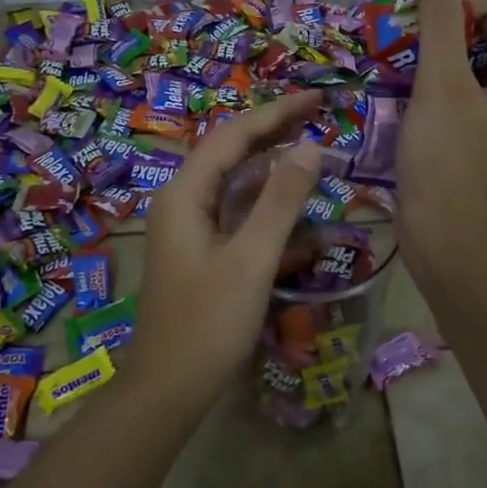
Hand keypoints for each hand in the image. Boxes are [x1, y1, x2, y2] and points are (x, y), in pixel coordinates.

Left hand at [127, 91, 326, 398]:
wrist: (167, 389)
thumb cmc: (208, 323)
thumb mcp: (252, 259)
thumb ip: (281, 200)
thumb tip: (311, 146)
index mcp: (185, 193)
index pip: (234, 136)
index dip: (277, 113)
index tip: (318, 98)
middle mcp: (182, 200)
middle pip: (232, 152)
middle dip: (275, 132)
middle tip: (319, 114)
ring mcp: (189, 226)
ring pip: (235, 183)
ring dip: (273, 166)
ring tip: (313, 148)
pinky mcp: (200, 249)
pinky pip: (235, 213)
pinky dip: (265, 205)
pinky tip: (297, 209)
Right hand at [397, 0, 486, 280]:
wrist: (448, 247)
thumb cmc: (450, 164)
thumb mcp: (443, 88)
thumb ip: (442, 29)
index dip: (458, 3)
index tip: (416, 21)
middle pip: (478, 36)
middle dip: (437, 32)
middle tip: (398, 44)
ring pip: (457, 66)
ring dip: (424, 59)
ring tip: (390, 68)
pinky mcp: (464, 138)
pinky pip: (446, 96)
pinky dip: (421, 88)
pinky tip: (394, 96)